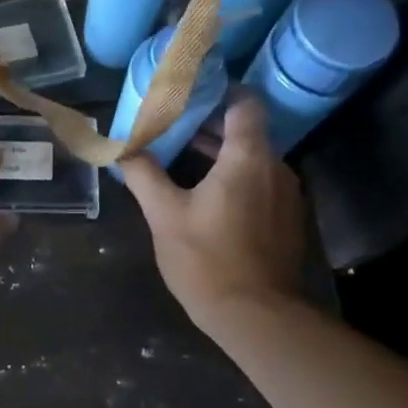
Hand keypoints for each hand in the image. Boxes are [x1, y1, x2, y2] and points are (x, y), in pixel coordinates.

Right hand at [121, 97, 305, 335]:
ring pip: (253, 158)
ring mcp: (286, 194)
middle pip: (246, 130)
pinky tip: (206, 195)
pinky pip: (260, 182)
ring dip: (220, 153)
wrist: (256, 316)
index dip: (217, 91)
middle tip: (171, 126)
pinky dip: (235, 177)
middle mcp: (275, 167)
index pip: (243, 102)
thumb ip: (143, 175)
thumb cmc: (207, 260)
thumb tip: (122, 148)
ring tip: (181, 158)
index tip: (187, 94)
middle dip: (209, 125)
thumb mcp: (164, 215)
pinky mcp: (286, 218)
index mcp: (248, 158)